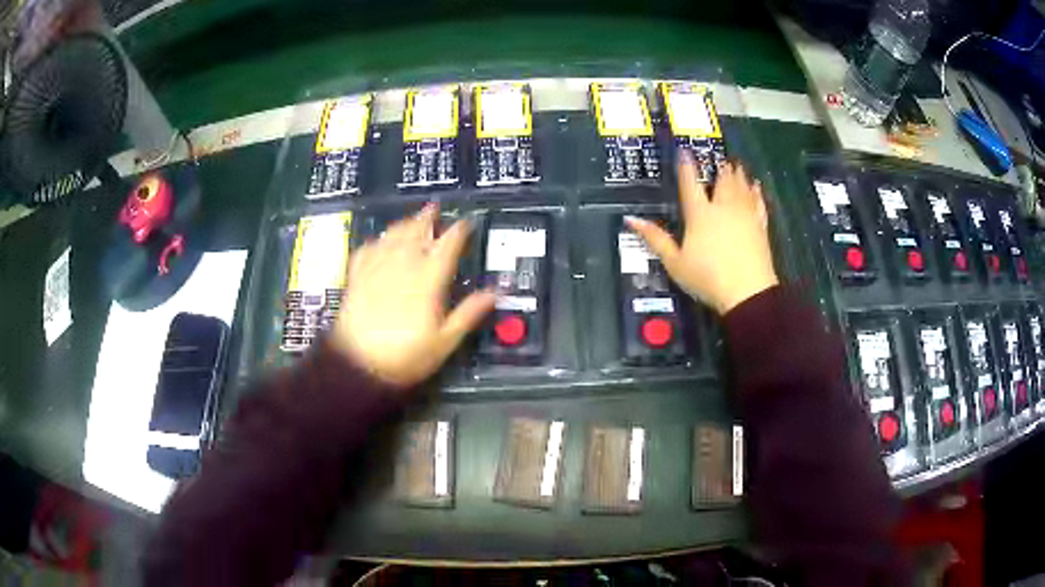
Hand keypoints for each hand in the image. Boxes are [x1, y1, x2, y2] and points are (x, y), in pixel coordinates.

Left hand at [332, 204, 495, 388]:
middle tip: (434, 208)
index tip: (465, 223)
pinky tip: (379, 241)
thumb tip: (495, 293)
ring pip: (392, 236)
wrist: (358, 365)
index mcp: (428, 279)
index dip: (458, 231)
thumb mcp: (444, 341)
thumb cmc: (405, 356)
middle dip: (427, 218)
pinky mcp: (357, 278)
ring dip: (403, 224)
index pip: (447, 245)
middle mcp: (402, 266)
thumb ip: (469, 313)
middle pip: (416, 232)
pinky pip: (367, 250)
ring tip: (411, 219)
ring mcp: (377, 269)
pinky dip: (376, 241)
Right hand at [627, 156, 777, 314]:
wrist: (748, 292)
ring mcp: (744, 215)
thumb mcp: (675, 262)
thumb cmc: (707, 278)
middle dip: (719, 168)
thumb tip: (631, 219)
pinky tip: (756, 187)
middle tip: (720, 159)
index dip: (686, 166)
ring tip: (736, 165)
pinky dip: (756, 193)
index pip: (690, 183)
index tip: (684, 151)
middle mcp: (723, 208)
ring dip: (738, 175)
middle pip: (722, 181)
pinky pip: (758, 203)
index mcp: (700, 214)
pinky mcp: (760, 226)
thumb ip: (655, 239)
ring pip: (741, 187)